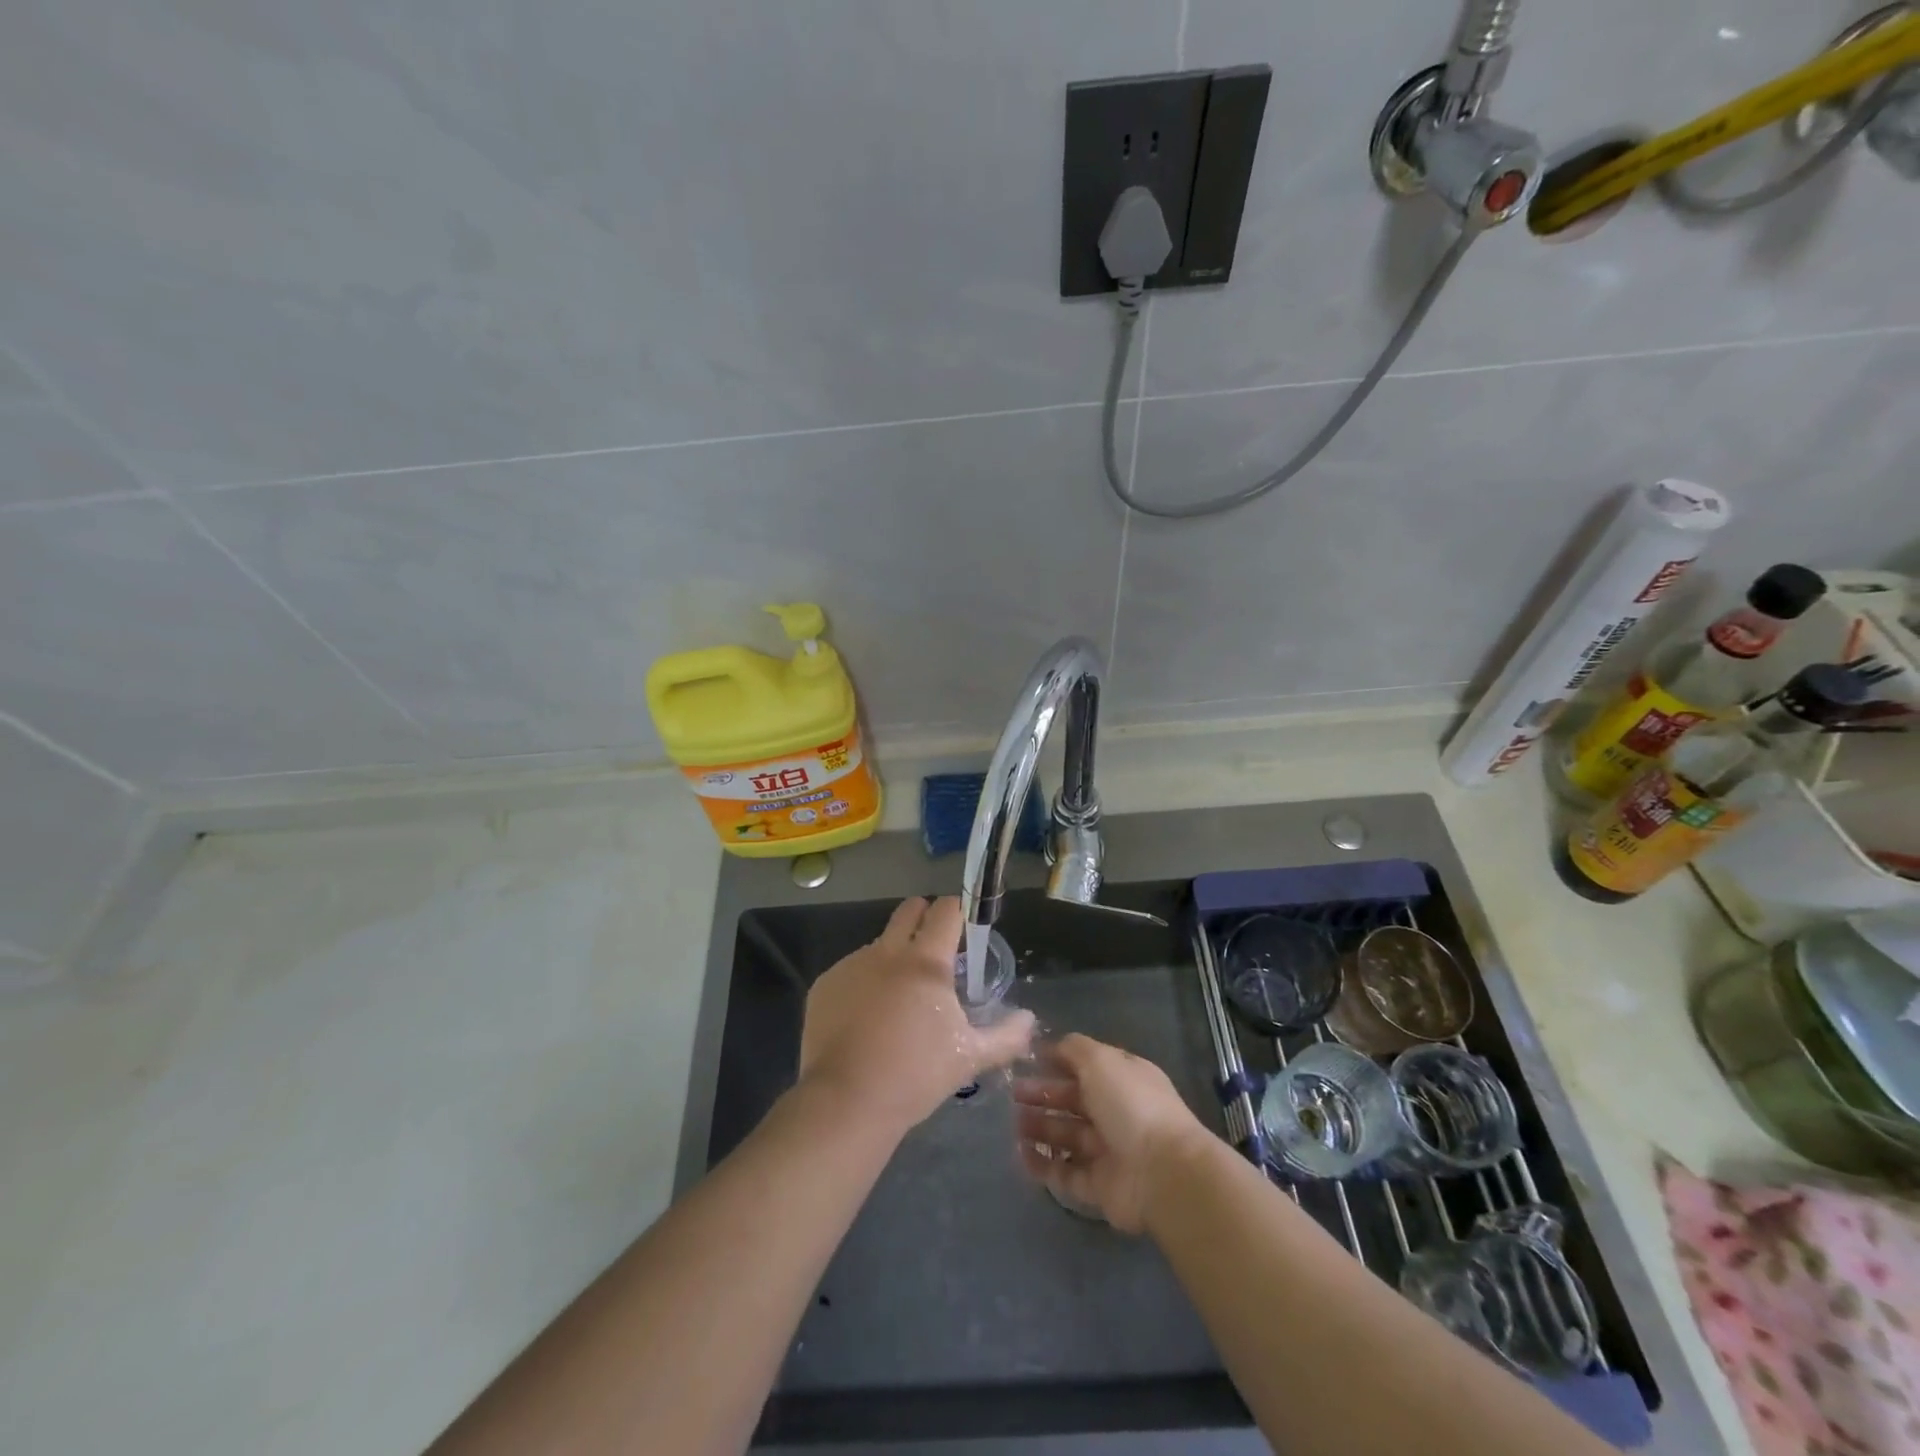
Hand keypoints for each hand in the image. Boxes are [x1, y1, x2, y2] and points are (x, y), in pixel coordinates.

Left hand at [797, 897, 1035, 1138]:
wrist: (847, 1102)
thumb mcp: (970, 1057)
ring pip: (879, 944)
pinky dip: (864, 984)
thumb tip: (1030, 1018)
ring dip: (893, 957)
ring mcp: (851, 965)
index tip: (964, 928)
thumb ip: (1007, 1035)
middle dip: (924, 917)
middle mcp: (887, 952)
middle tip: (935, 948)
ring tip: (898, 999)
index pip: (946, 911)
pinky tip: (866, 1019)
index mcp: (926, 962)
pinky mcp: (825, 985)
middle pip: (909, 911)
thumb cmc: (916, 1075)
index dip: (958, 911)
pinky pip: (851, 971)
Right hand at [1011, 1033, 1213, 1233]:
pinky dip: (1043, 1165)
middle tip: (1012, 1094)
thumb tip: (1050, 1046)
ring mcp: (1109, 1151)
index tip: (1027, 1062)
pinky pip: (1065, 1173)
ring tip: (1012, 1125)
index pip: (1086, 1066)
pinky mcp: (1100, 1187)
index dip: (1057, 1062)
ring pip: (1067, 1136)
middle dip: (1043, 1096)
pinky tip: (1020, 1155)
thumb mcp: (1101, 1060)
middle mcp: (1117, 1112)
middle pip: (1073, 1101)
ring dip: (1039, 1129)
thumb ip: (1073, 1049)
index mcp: (1123, 1079)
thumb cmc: (1131, 1105)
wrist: (1163, 1173)